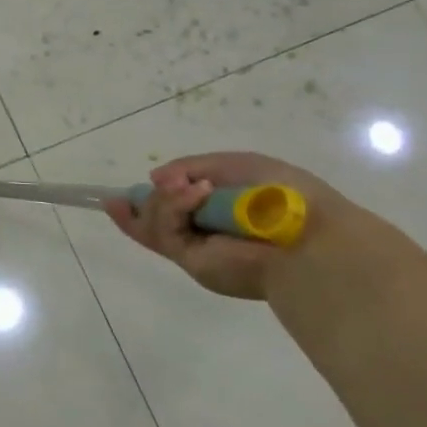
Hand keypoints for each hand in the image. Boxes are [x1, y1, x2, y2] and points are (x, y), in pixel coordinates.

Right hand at [104, 151, 388, 299]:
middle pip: (152, 217)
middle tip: (172, 184)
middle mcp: (204, 234)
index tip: (116, 197)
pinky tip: (193, 194)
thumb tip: (154, 178)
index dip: (144, 201)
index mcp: (219, 212)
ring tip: (194, 189)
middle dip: (151, 199)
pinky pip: (163, 231)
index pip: (172, 209)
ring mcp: (195, 249)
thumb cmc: (282, 195)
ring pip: (152, 221)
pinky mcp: (191, 261)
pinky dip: (172, 207)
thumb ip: (192, 167)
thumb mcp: (234, 165)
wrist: (310, 236)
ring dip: (166, 200)